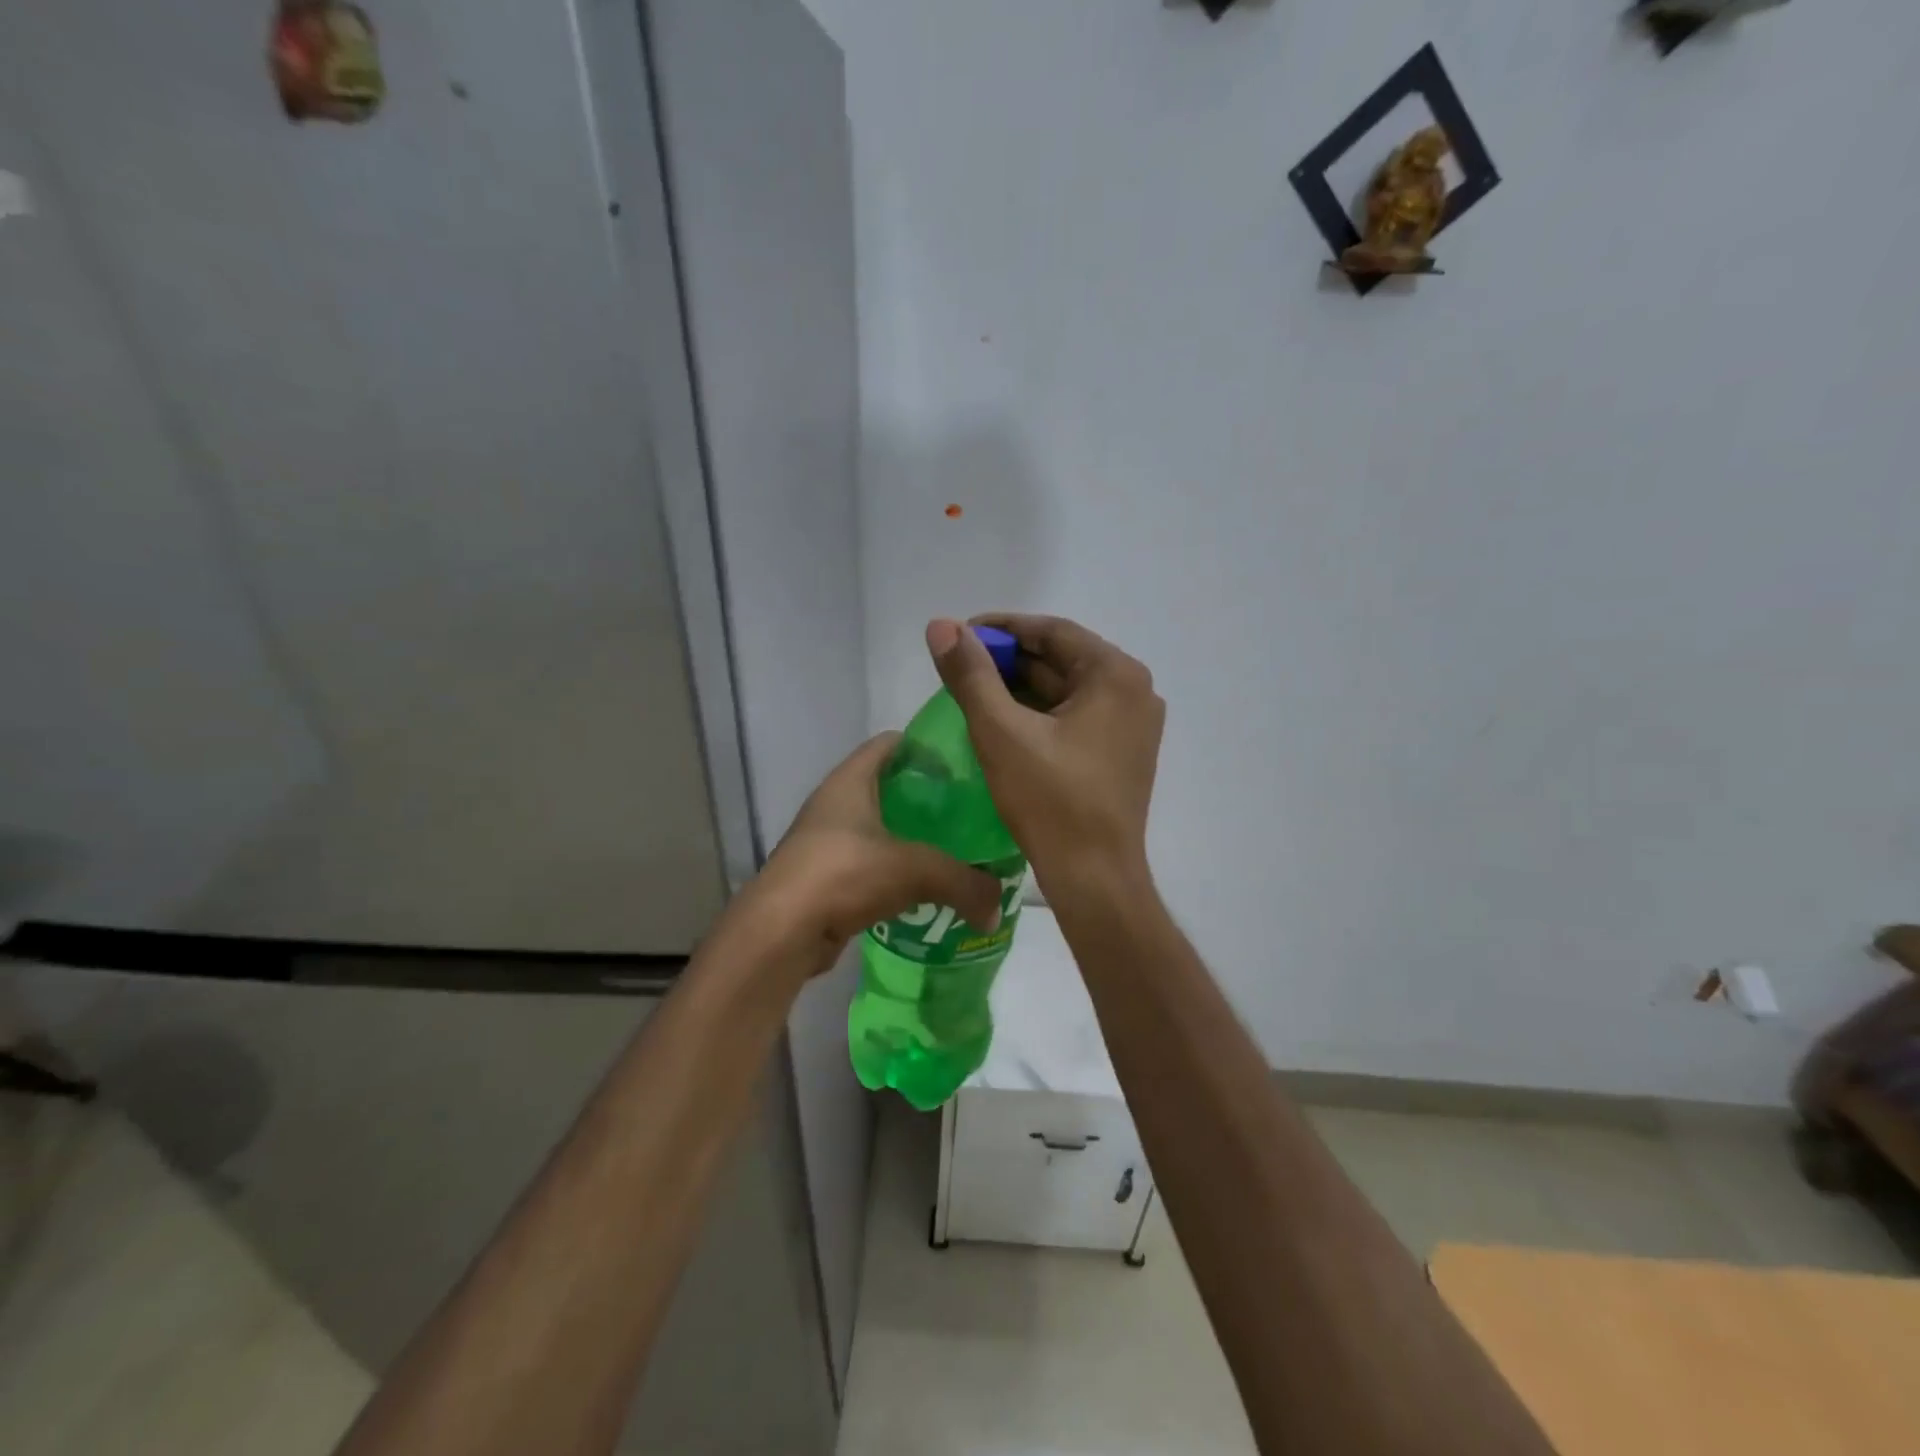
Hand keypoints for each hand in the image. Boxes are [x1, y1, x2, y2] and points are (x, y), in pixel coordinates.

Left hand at [749, 733, 1004, 962]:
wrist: (781, 933)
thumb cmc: (844, 875)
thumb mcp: (916, 870)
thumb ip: (964, 882)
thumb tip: (996, 907)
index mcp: (849, 781)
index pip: (889, 744)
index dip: (925, 747)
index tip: (963, 764)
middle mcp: (833, 804)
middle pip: (886, 787)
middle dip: (925, 798)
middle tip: (968, 813)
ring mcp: (825, 842)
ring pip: (878, 830)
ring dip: (910, 839)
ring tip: (953, 851)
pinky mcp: (823, 879)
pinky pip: (868, 866)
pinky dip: (894, 873)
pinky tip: (923, 889)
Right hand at [926, 615, 1163, 892]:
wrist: (1094, 878)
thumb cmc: (1050, 801)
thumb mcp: (1001, 732)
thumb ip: (970, 674)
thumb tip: (941, 625)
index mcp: (1116, 675)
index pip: (1053, 632)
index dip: (1001, 629)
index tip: (959, 634)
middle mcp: (1135, 691)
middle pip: (1062, 659)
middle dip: (1009, 661)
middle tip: (960, 667)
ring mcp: (1133, 724)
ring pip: (1067, 690)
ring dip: (1021, 688)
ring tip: (973, 693)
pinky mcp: (1123, 753)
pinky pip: (1077, 717)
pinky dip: (1040, 714)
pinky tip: (1004, 722)